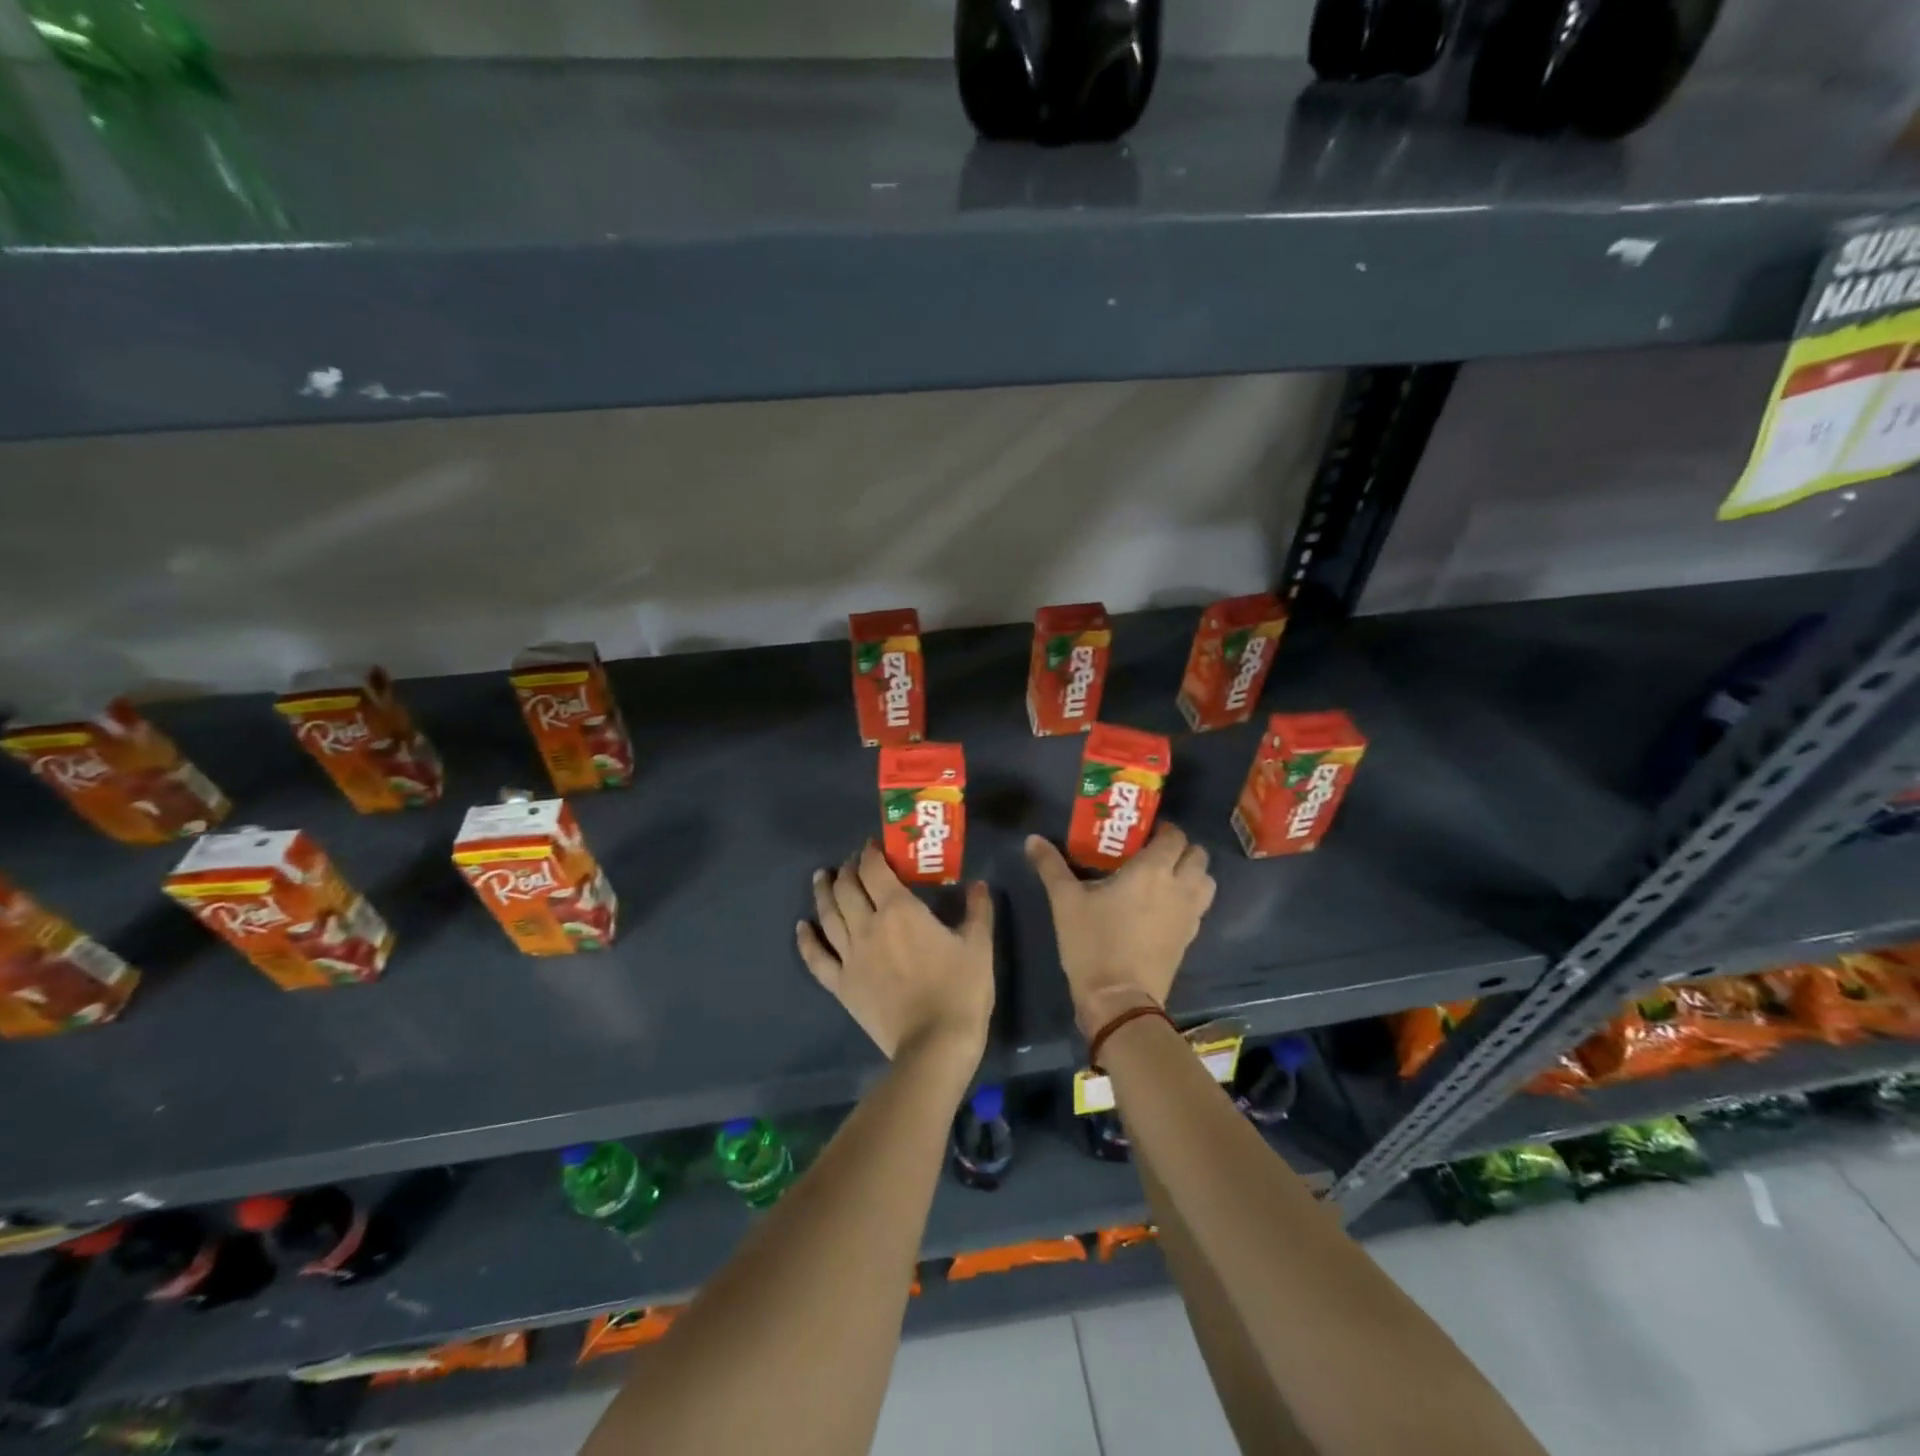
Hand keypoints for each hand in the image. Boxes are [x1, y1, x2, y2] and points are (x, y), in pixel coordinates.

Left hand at [796, 841, 994, 1063]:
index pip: (874, 870)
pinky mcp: (841, 985)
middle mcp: (867, 926)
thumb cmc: (960, 991)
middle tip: (852, 862)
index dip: (870, 853)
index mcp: (899, 910)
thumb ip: (977, 910)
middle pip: (847, 888)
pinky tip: (801, 927)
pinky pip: (816, 958)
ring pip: (828, 916)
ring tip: (820, 878)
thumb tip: (978, 884)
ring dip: (823, 892)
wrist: (934, 1045)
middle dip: (848, 869)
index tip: (873, 845)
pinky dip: (806, 940)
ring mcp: (850, 956)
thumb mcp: (979, 945)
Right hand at [1025, 822, 1215, 1036]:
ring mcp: (1189, 915)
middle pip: (1198, 855)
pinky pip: (1199, 907)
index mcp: (1152, 870)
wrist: (1119, 1000)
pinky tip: (1163, 907)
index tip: (1141, 834)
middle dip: (1180, 849)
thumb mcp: (1065, 902)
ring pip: (1206, 881)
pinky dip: (1189, 899)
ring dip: (1191, 873)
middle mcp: (1179, 887)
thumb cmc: (1093, 943)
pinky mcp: (1189, 939)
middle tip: (1152, 854)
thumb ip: (1050, 866)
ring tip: (1164, 878)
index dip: (1162, 830)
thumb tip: (1032, 839)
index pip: (1174, 836)